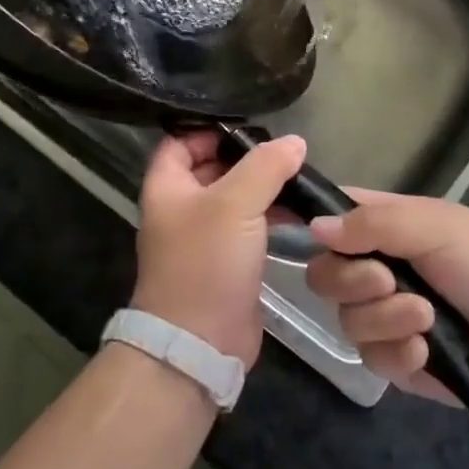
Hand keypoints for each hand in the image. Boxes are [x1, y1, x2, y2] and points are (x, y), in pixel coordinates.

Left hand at [134, 129, 306, 366]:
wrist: (200, 343)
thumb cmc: (206, 262)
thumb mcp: (235, 203)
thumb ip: (266, 166)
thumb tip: (295, 142)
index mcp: (167, 186)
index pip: (182, 140)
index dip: (212, 128)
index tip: (252, 125)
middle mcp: (182, 207)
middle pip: (213, 167)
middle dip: (248, 157)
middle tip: (286, 149)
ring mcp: (204, 236)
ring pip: (235, 198)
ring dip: (264, 188)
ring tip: (300, 176)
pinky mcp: (227, 261)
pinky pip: (250, 227)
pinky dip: (271, 216)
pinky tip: (300, 211)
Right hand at [306, 192, 468, 405]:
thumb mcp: (437, 228)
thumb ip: (374, 224)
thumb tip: (314, 228)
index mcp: (381, 226)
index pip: (327, 215)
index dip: (302, 219)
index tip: (273, 227)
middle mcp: (372, 267)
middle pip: (322, 273)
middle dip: (352, 281)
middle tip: (389, 281)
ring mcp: (381, 315)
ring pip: (344, 319)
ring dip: (385, 318)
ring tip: (427, 319)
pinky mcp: (393, 360)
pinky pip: (369, 357)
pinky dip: (397, 353)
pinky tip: (426, 352)